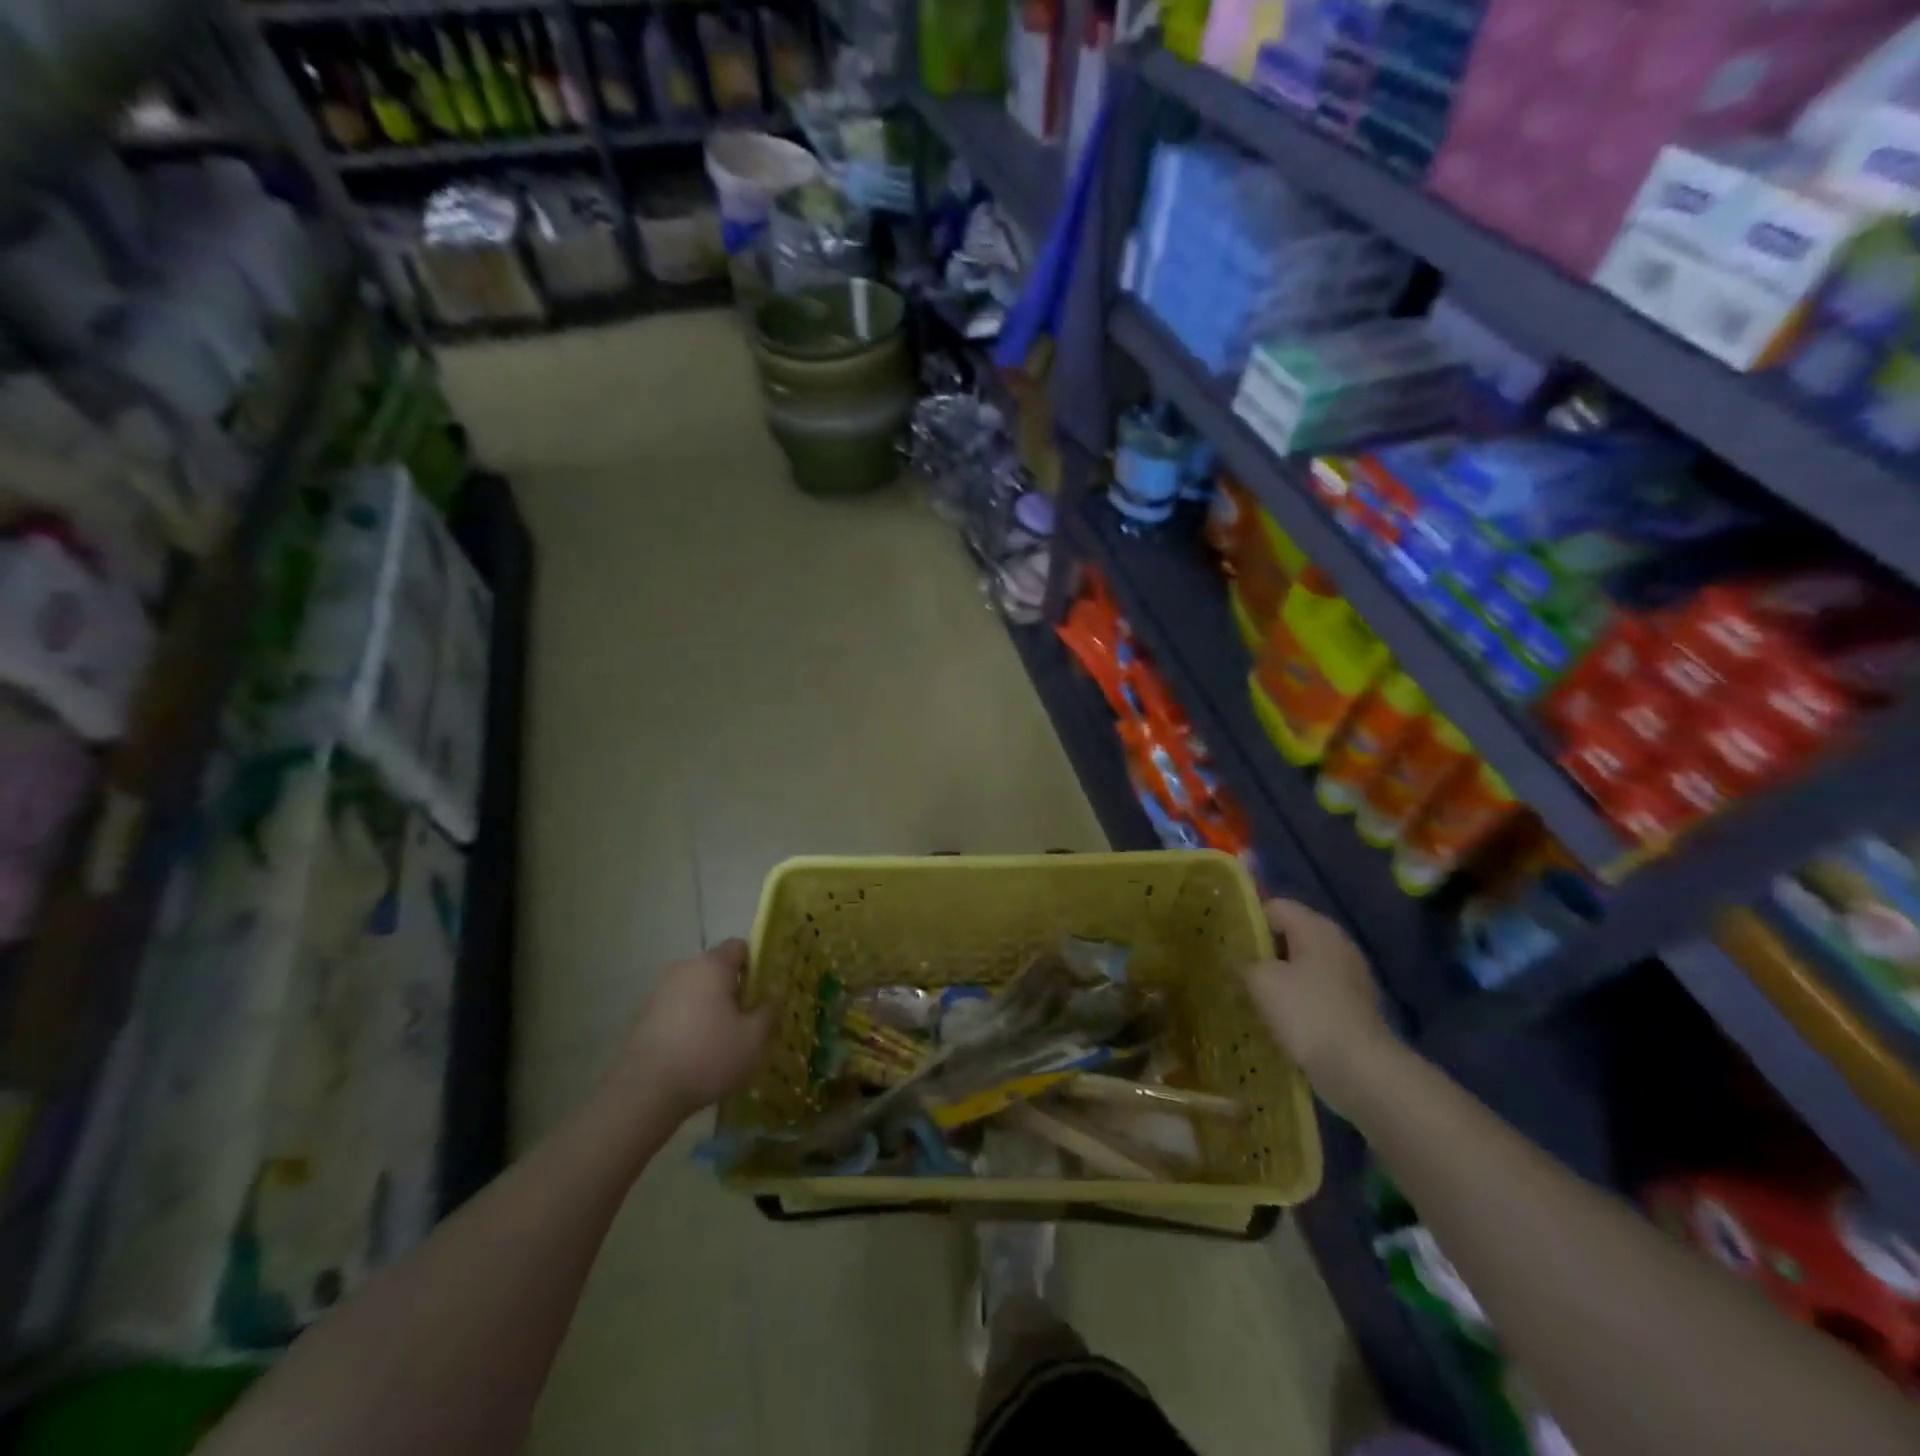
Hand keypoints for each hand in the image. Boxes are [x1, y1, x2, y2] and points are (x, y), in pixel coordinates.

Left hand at [613, 939, 774, 1122]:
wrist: (645, 1093)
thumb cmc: (708, 1057)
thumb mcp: (754, 1040)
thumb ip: (770, 1012)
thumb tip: (772, 997)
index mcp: (712, 966)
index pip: (739, 947)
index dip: (755, 966)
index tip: (762, 994)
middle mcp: (683, 969)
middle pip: (716, 970)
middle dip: (732, 991)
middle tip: (746, 1022)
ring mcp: (659, 992)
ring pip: (695, 992)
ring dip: (709, 1008)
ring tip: (720, 1043)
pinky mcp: (643, 1017)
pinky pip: (676, 1011)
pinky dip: (688, 1024)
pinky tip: (694, 1055)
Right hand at [1242, 899, 1395, 1116]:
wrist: (1360, 1070)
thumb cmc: (1307, 1013)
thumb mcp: (1261, 982)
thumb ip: (1242, 964)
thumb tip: (1234, 962)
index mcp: (1316, 927)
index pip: (1275, 906)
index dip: (1248, 920)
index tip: (1226, 942)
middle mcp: (1337, 943)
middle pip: (1290, 934)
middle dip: (1262, 950)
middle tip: (1233, 967)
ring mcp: (1350, 976)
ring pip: (1303, 965)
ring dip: (1278, 976)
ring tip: (1250, 994)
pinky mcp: (1354, 1006)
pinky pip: (1316, 990)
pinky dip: (1296, 998)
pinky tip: (1277, 1017)